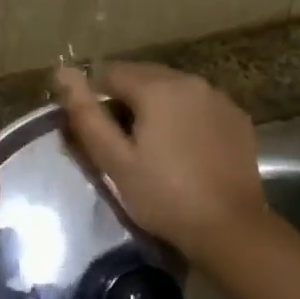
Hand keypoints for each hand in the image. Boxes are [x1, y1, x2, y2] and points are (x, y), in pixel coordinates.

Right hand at [54, 63, 267, 263]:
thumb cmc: (164, 196)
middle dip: (127, 99)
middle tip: (122, 142)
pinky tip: (185, 149)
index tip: (98, 132)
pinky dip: (185, 116)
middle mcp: (190, 80)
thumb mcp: (115, 161)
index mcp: (157, 87)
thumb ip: (87, 114)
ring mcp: (219, 98)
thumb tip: (62, 71)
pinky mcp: (237, 117)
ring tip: (153, 146)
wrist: (229, 226)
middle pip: (144, 76)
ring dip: (157, 106)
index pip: (111, 73)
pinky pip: (200, 105)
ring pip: (174, 88)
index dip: (97, 98)